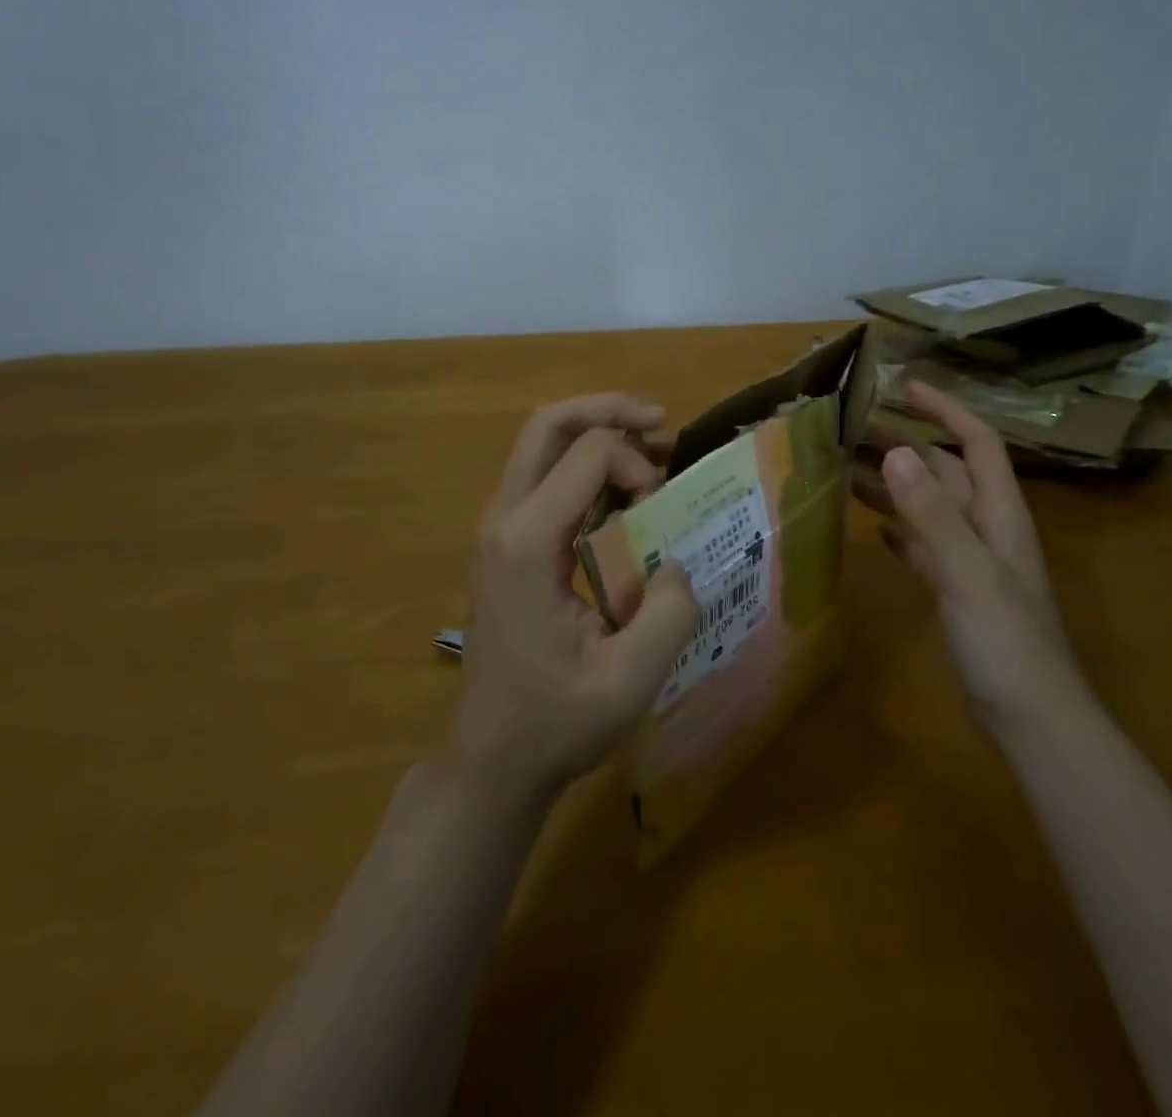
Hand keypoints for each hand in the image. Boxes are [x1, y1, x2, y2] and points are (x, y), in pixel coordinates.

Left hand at [449, 394, 700, 803]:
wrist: (492, 759)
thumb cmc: (555, 722)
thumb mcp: (630, 680)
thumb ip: (670, 613)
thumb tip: (679, 562)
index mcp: (527, 542)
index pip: (586, 453)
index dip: (636, 464)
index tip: (661, 509)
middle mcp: (504, 520)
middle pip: (548, 425)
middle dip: (607, 410)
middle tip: (660, 420)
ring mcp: (499, 530)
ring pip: (542, 445)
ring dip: (597, 434)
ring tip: (651, 449)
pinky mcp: (507, 545)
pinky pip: (545, 478)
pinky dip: (586, 467)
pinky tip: (625, 491)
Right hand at [856, 381, 1083, 734]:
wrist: (1031, 720)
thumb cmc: (1006, 643)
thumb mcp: (968, 573)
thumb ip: (932, 514)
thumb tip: (895, 452)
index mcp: (999, 515)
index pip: (977, 443)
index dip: (946, 410)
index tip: (905, 388)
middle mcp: (986, 529)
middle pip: (945, 472)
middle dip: (904, 446)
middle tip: (851, 431)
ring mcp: (971, 561)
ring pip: (929, 507)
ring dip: (895, 486)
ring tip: (847, 471)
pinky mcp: (956, 592)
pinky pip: (924, 545)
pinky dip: (901, 530)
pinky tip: (875, 528)